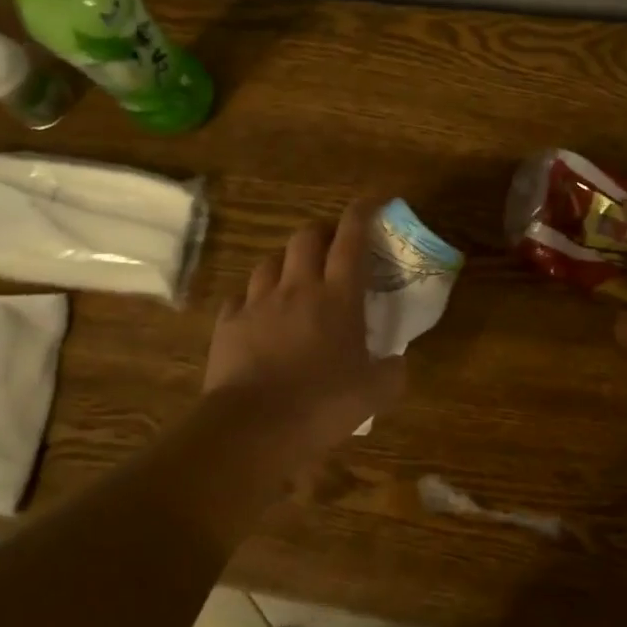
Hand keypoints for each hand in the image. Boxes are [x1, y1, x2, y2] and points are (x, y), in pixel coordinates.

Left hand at [204, 199, 405, 447]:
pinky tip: (258, 313)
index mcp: (337, 298)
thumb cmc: (322, 405)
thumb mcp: (374, 394)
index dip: (362, 213)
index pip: (351, 240)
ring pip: (269, 261)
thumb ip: (392, 373)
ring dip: (286, 261)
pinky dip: (253, 297)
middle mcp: (297, 288)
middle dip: (321, 231)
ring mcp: (257, 303)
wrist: (254, 427)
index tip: (374, 199)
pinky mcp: (228, 323)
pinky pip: (240, 297)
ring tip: (294, 277)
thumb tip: (398, 363)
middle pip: (305, 237)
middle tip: (332, 246)